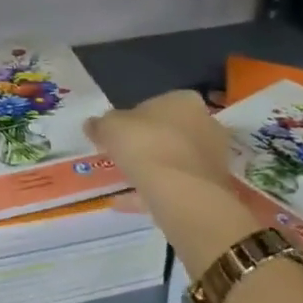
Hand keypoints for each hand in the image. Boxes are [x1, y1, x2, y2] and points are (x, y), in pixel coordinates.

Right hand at [86, 90, 235, 195]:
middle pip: (168, 132)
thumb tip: (92, 124)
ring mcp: (210, 158)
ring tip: (122, 181)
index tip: (116, 134)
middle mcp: (204, 124)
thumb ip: (100, 124)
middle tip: (120, 156)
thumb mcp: (110, 127)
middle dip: (146, 144)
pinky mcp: (209, 187)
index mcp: (183, 101)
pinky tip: (125, 202)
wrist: (180, 192)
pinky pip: (174, 186)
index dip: (133, 118)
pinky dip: (152, 192)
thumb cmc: (146, 145)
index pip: (157, 103)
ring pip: (173, 160)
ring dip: (151, 169)